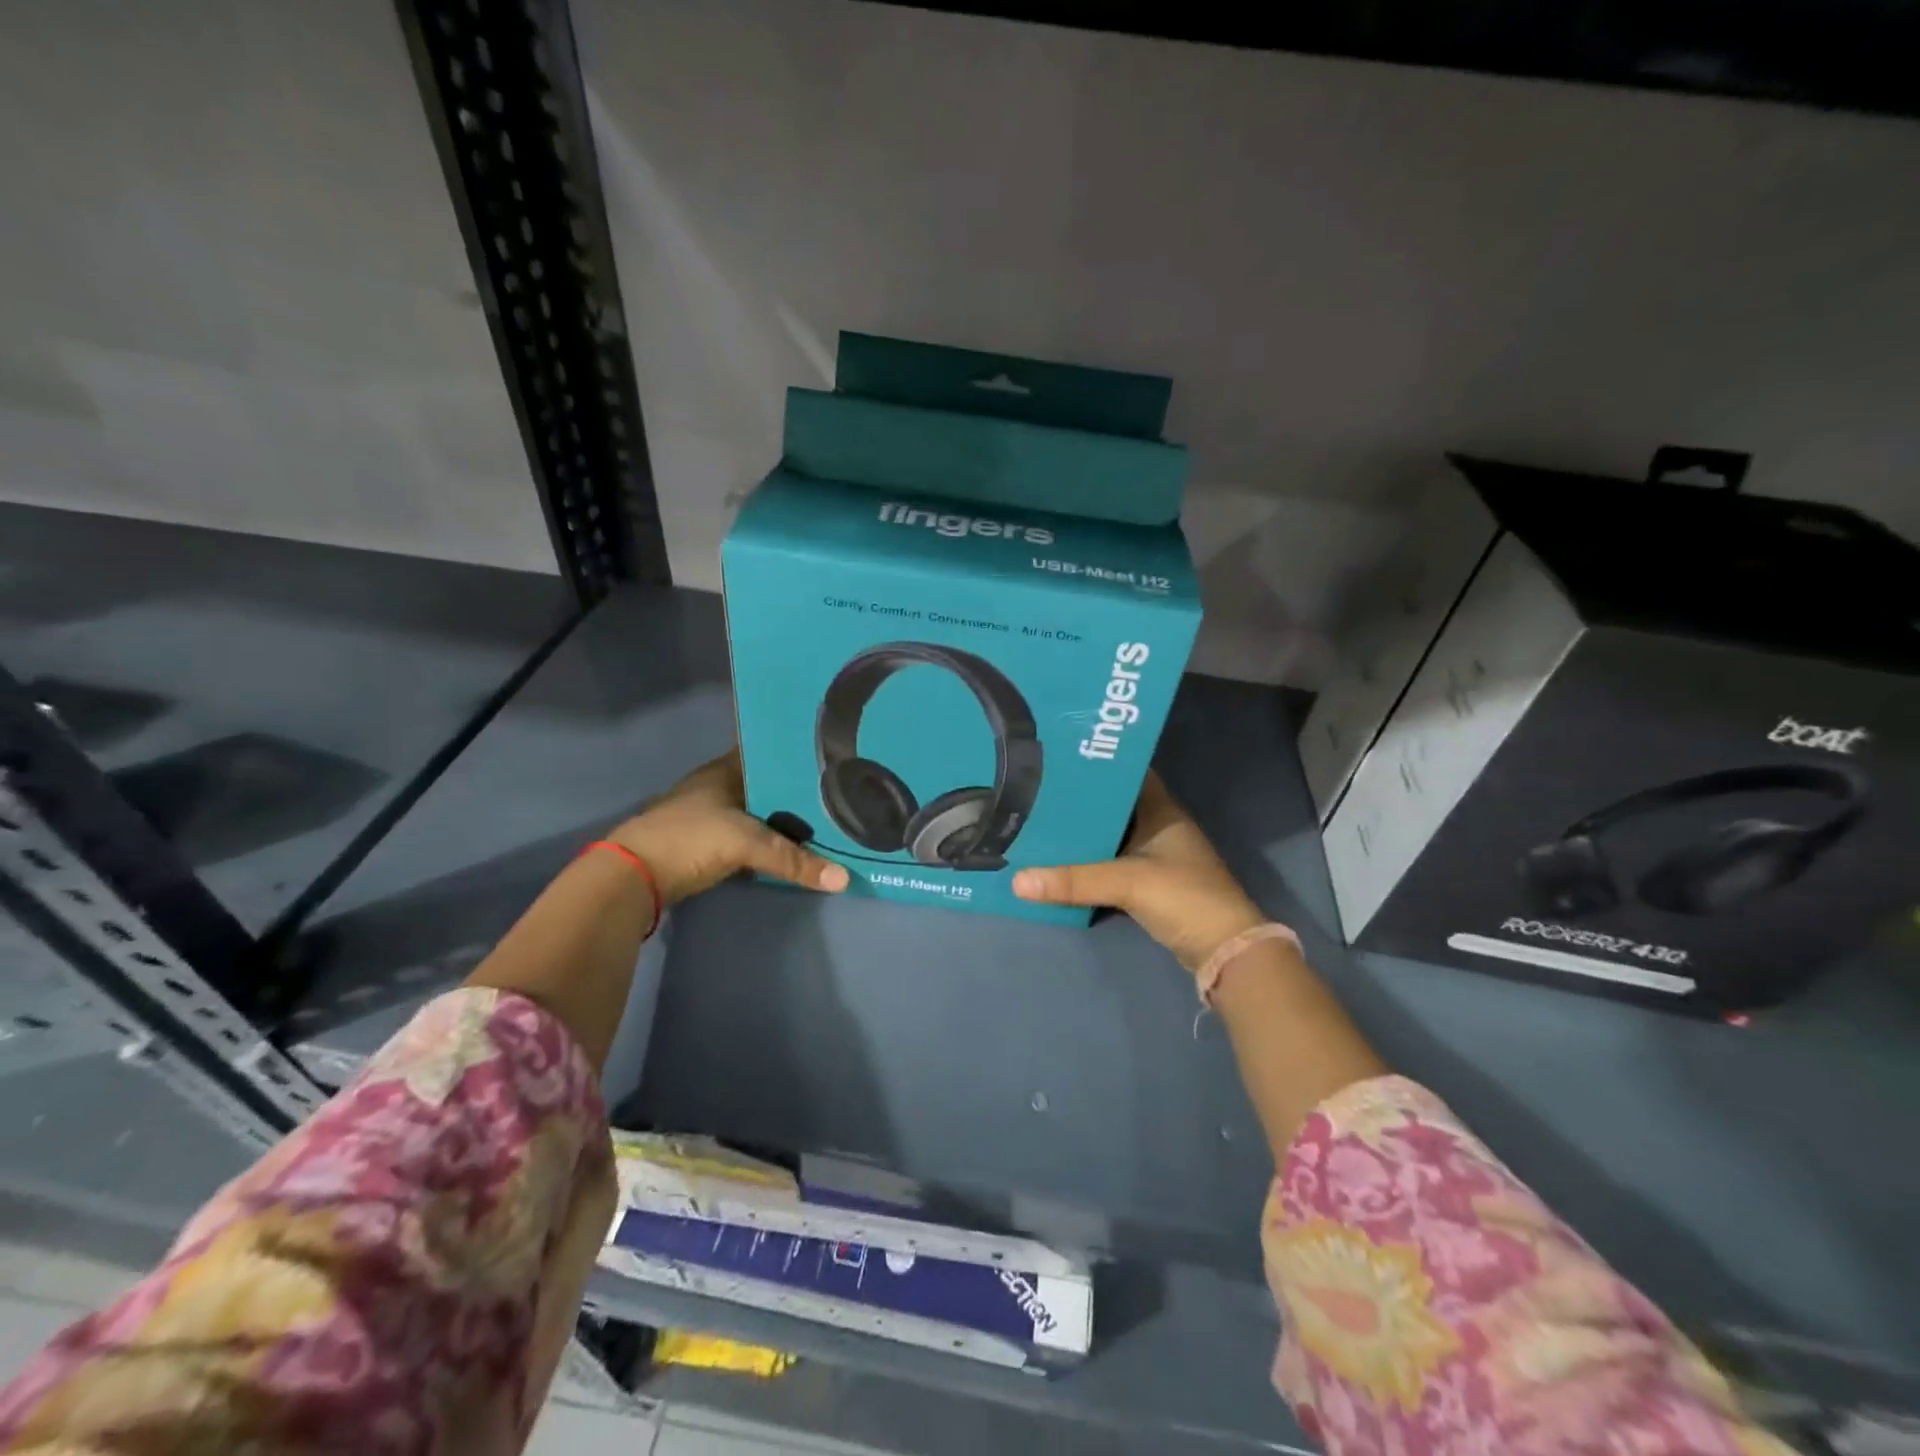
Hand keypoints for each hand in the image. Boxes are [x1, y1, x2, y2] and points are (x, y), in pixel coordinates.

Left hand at [610, 750, 849, 906]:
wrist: (634, 877)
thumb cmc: (690, 838)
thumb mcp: (746, 843)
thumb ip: (793, 859)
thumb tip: (843, 879)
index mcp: (724, 770)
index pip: (766, 753)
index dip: (794, 755)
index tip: (830, 759)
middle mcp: (718, 787)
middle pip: (765, 784)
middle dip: (795, 790)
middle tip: (838, 793)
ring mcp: (710, 815)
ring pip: (759, 812)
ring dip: (783, 818)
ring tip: (826, 818)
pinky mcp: (708, 843)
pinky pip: (750, 836)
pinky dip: (769, 841)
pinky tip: (794, 846)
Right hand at [1013, 770, 1269, 972]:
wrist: (1223, 950)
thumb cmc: (1184, 897)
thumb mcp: (1128, 883)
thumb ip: (1074, 880)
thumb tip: (1017, 880)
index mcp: (1161, 810)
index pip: (1126, 773)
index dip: (1096, 764)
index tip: (1057, 758)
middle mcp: (1158, 826)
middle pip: (1112, 805)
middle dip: (1079, 801)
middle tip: (1036, 792)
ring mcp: (1155, 856)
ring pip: (1110, 836)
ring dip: (1082, 833)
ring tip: (1039, 822)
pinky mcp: (1148, 884)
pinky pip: (1111, 863)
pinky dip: (1089, 862)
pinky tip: (1059, 860)